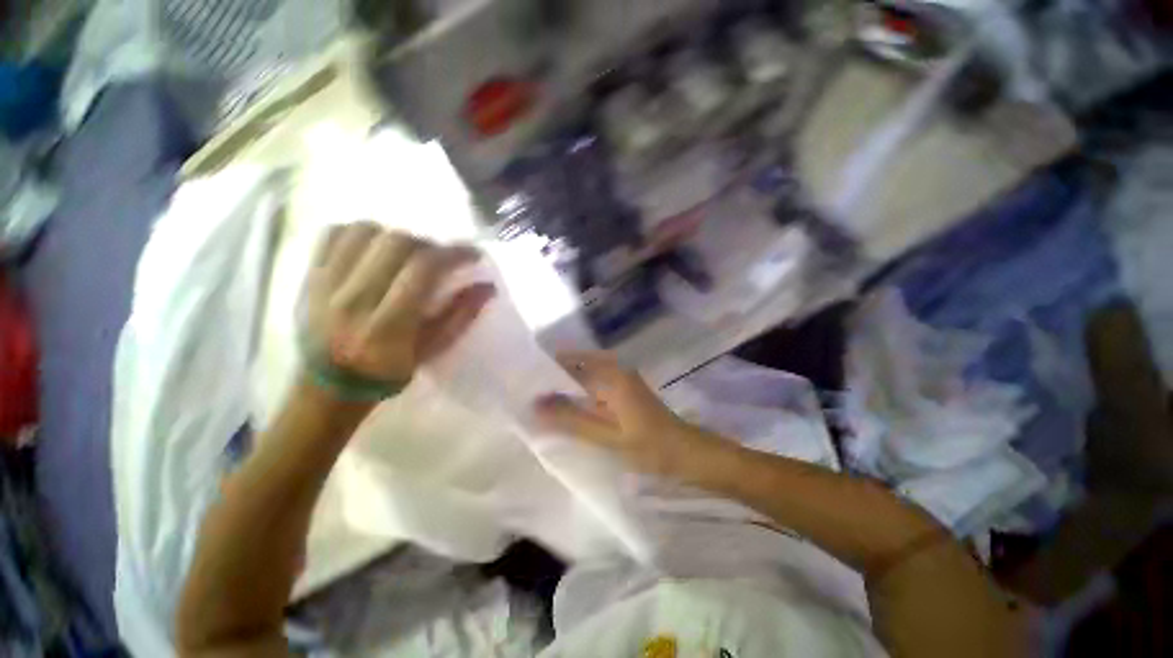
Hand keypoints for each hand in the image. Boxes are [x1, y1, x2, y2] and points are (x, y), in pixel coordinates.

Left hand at [303, 223, 494, 389]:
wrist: (329, 386)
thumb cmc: (388, 372)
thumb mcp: (432, 350)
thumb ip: (460, 315)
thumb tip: (488, 286)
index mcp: (387, 325)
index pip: (423, 270)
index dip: (453, 254)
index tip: (472, 253)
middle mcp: (354, 299)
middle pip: (395, 243)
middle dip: (428, 244)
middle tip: (438, 258)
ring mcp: (325, 285)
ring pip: (365, 232)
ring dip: (396, 236)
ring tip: (406, 253)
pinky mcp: (309, 277)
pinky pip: (334, 234)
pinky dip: (361, 232)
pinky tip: (374, 248)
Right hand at [534, 351, 709, 474]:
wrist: (685, 453)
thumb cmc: (648, 445)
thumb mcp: (605, 435)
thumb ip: (570, 419)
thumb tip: (535, 405)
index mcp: (611, 374)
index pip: (570, 362)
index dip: (546, 370)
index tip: (524, 381)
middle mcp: (616, 368)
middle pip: (577, 366)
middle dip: (554, 379)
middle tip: (529, 395)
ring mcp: (623, 378)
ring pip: (586, 375)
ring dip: (566, 387)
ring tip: (542, 402)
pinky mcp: (625, 389)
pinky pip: (596, 384)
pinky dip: (580, 393)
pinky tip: (569, 408)